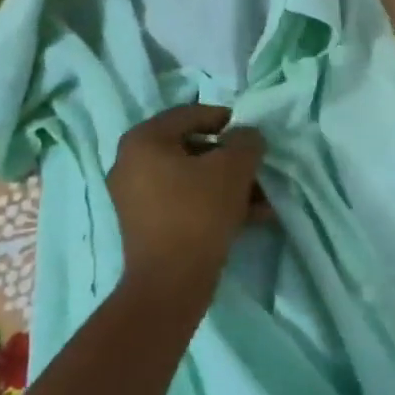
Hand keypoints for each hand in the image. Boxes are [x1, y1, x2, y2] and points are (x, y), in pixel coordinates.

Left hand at [108, 104, 265, 304]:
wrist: (171, 281)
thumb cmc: (199, 212)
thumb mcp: (233, 168)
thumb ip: (246, 141)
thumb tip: (246, 136)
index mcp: (144, 140)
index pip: (190, 114)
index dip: (227, 119)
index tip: (252, 134)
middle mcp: (131, 163)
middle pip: (192, 148)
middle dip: (231, 159)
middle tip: (259, 169)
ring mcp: (136, 196)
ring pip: (193, 178)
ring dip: (229, 184)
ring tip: (262, 199)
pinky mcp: (147, 224)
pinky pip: (185, 201)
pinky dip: (215, 203)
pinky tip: (251, 217)